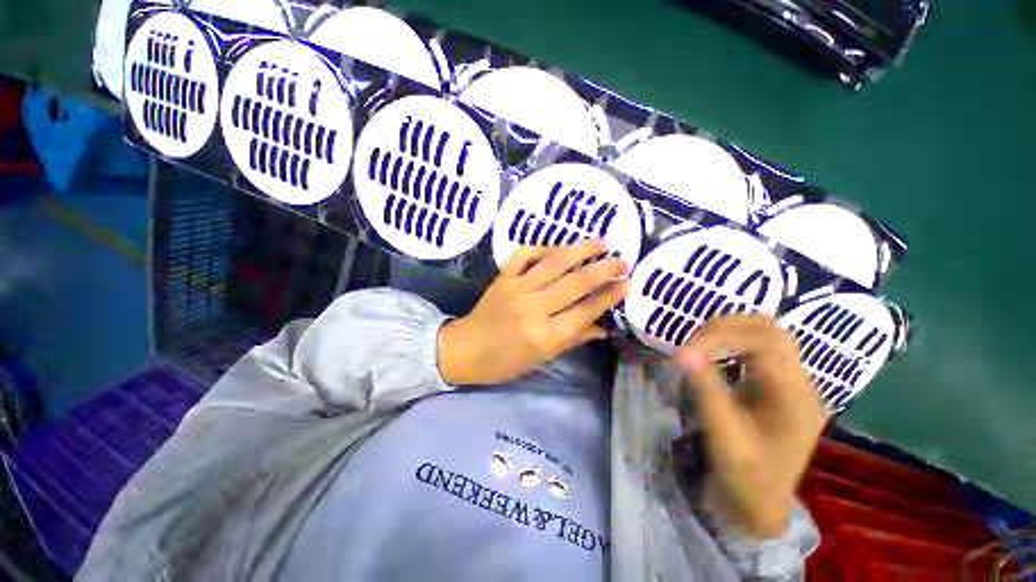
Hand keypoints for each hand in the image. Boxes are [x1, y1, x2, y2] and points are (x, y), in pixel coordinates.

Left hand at [438, 240, 629, 385]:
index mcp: (545, 335)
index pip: (585, 311)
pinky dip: (544, 248)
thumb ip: (573, 339)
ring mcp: (516, 289)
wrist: (464, 350)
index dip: (608, 296)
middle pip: (575, 283)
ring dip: (580, 250)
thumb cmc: (505, 363)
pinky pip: (525, 255)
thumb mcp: (542, 358)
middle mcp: (533, 308)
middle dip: (603, 269)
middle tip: (623, 261)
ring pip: (554, 263)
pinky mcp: (503, 277)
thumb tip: (603, 326)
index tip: (627, 283)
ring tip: (602, 243)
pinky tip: (560, 247)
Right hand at [674, 315, 829, 538]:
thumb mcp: (726, 442)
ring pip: (770, 338)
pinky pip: (767, 355)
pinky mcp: (787, 389)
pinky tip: (720, 360)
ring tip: (702, 349)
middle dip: (729, 330)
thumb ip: (708, 394)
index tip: (687, 352)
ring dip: (735, 335)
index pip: (768, 342)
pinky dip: (741, 349)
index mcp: (796, 395)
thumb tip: (682, 354)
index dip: (726, 336)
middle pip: (772, 331)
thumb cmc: (747, 483)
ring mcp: (797, 384)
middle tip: (692, 347)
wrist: (764, 512)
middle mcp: (803, 382)